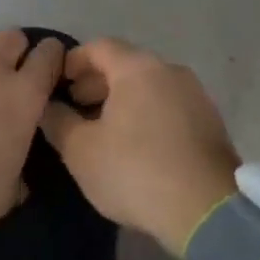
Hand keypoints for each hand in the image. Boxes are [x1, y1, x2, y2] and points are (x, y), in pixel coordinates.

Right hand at [40, 38, 239, 255]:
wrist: (207, 212)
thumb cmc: (135, 171)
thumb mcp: (80, 150)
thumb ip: (58, 121)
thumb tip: (47, 106)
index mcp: (138, 68)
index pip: (99, 47)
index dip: (73, 61)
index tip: (57, 82)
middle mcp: (170, 71)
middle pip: (126, 65)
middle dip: (97, 82)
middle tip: (75, 107)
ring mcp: (196, 96)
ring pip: (149, 86)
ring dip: (122, 100)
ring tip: (102, 129)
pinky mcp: (212, 124)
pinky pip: (169, 106)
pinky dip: (146, 114)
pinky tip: (135, 145)